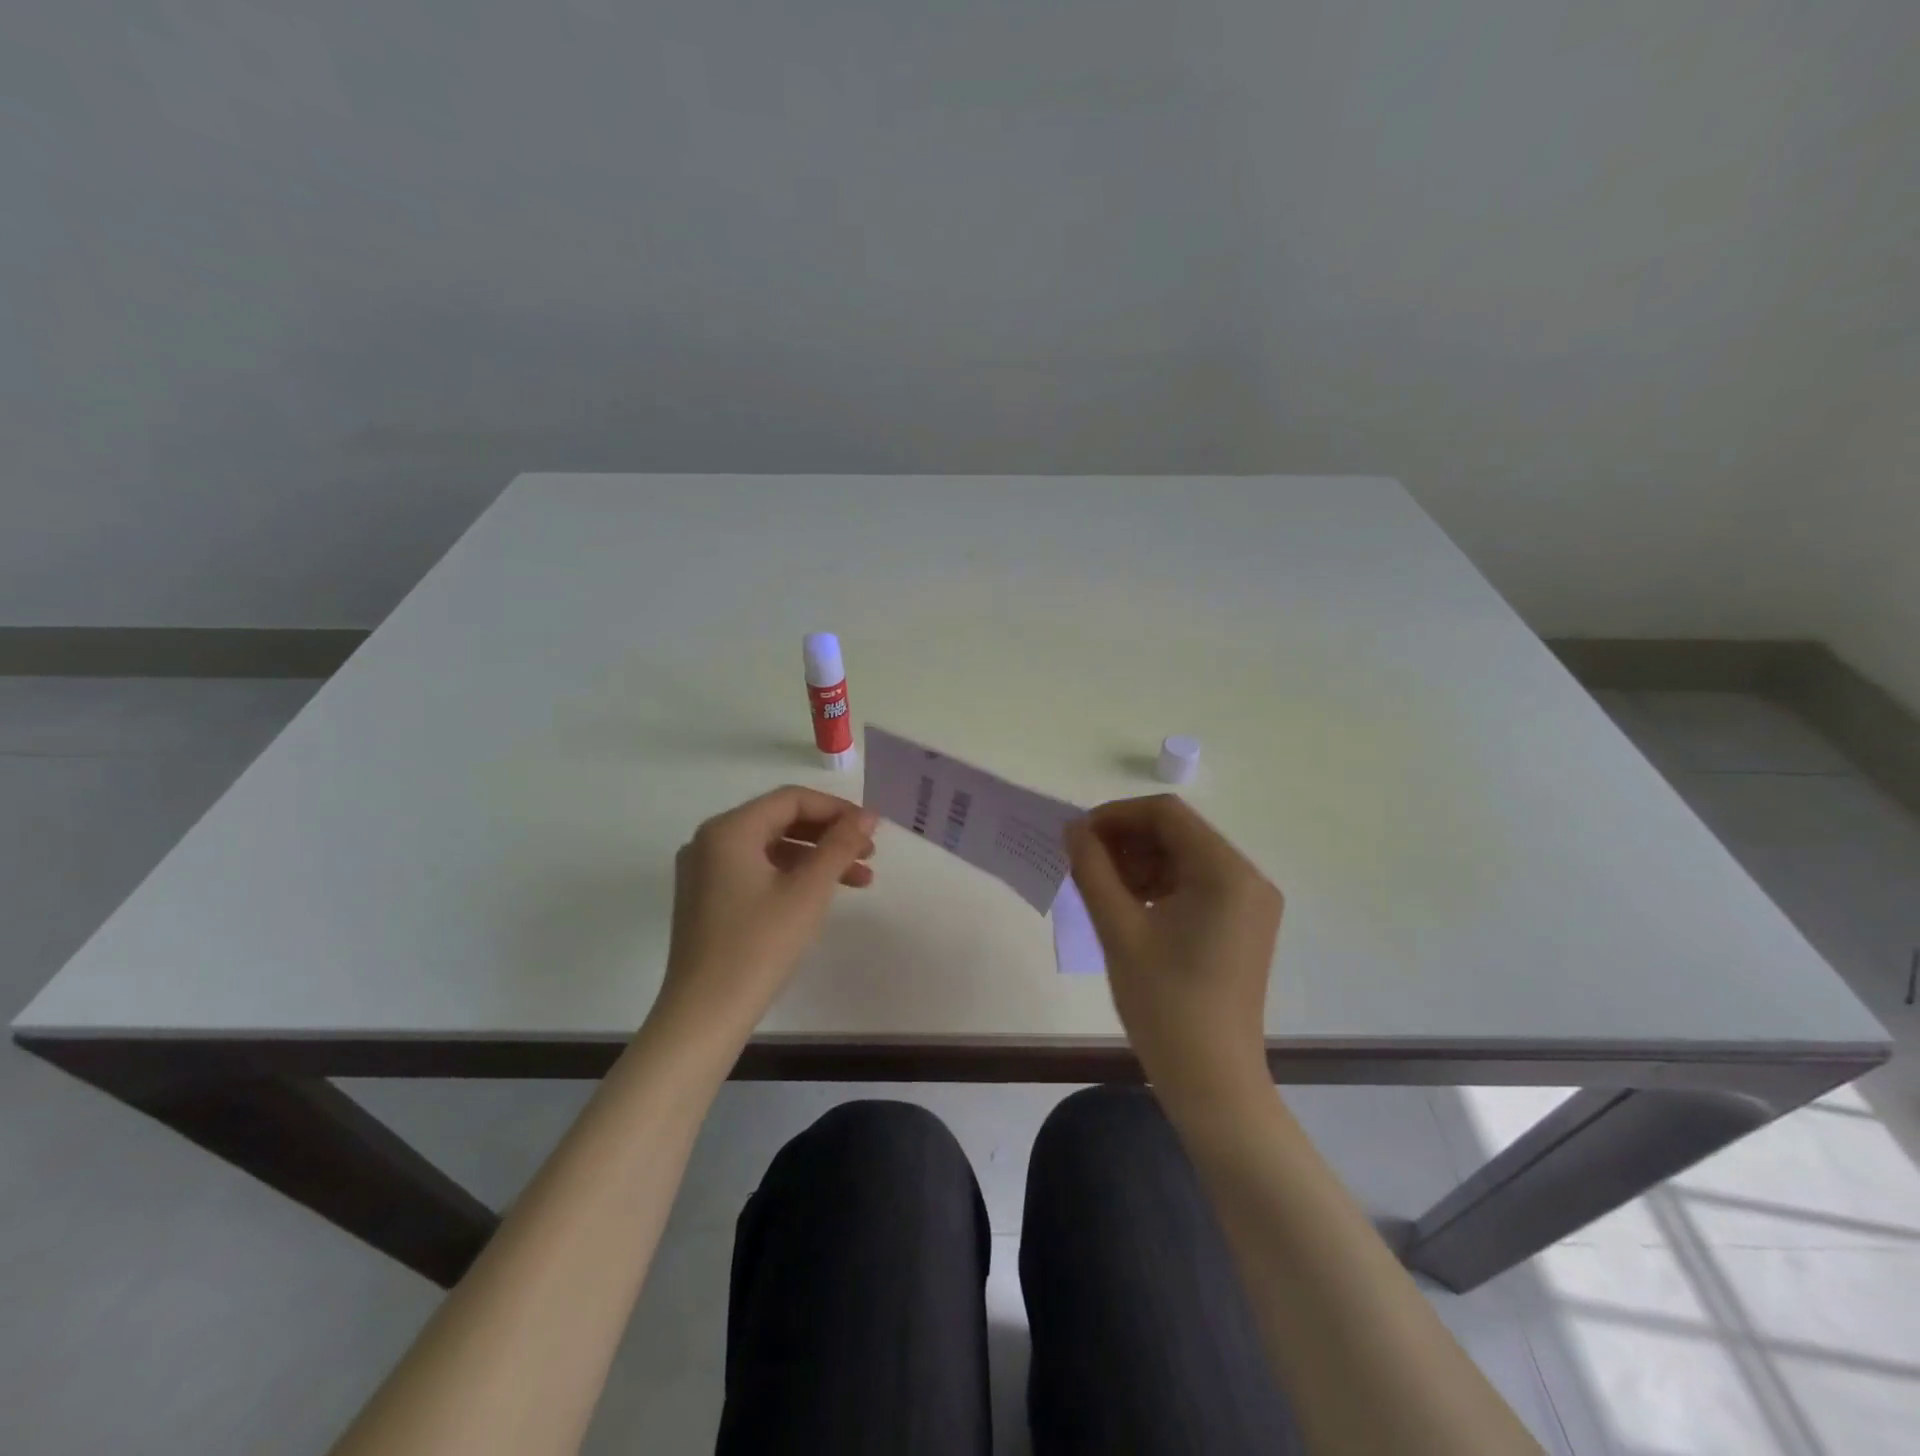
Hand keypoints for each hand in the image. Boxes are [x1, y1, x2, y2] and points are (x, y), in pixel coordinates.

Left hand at [651, 786, 876, 1043]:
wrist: (705, 1015)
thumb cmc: (759, 945)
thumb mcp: (808, 891)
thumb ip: (839, 846)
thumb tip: (867, 817)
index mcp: (729, 829)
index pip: (791, 799)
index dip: (837, 809)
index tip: (872, 829)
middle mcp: (710, 841)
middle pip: (780, 820)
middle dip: (829, 834)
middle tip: (869, 854)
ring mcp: (704, 871)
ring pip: (771, 848)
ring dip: (816, 858)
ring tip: (859, 880)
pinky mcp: (706, 898)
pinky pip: (756, 870)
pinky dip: (791, 875)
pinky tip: (820, 895)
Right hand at [1065, 795, 1282, 1108]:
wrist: (1211, 1080)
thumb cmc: (1164, 1003)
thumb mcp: (1118, 929)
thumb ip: (1092, 869)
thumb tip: (1073, 829)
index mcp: (1226, 872)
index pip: (1166, 814)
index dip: (1116, 815)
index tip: (1078, 836)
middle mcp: (1247, 878)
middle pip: (1177, 833)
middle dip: (1126, 839)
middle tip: (1083, 862)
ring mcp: (1249, 903)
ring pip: (1184, 858)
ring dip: (1139, 862)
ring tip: (1099, 886)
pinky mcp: (1242, 925)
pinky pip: (1194, 885)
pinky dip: (1158, 885)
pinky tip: (1127, 905)